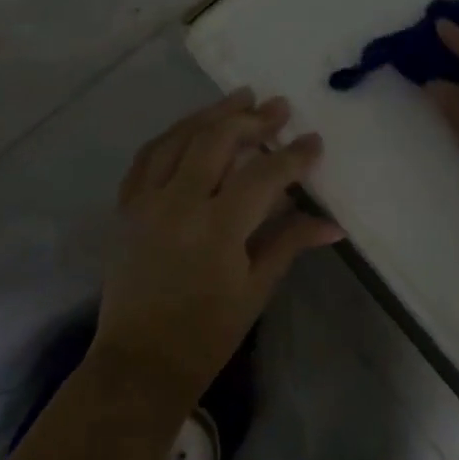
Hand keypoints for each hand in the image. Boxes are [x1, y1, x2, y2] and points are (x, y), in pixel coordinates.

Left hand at [97, 90, 343, 401]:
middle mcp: (178, 203)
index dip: (293, 156)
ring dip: (211, 114)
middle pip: (216, 141)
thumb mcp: (256, 290)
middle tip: (278, 107)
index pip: (263, 175)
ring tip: (240, 98)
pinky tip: (191, 127)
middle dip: (252, 119)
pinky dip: (172, 135)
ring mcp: (146, 201)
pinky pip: (147, 156)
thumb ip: (290, 244)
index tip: (314, 140)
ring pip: (179, 138)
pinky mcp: (126, 206)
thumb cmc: (206, 333)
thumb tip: (332, 224)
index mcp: (217, 229)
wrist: (140, 361)